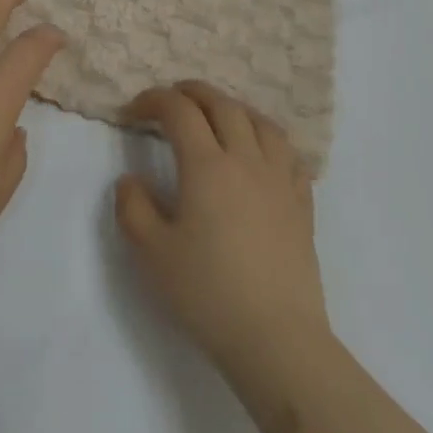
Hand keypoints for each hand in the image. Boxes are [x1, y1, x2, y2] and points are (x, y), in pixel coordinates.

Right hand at [115, 81, 330, 376]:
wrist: (277, 339)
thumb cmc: (208, 293)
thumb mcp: (151, 253)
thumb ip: (132, 207)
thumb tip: (130, 179)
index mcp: (206, 165)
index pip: (179, 111)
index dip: (153, 101)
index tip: (133, 112)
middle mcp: (245, 159)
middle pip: (221, 104)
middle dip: (192, 93)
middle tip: (172, 99)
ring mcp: (279, 179)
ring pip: (260, 121)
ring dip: (233, 108)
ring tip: (217, 116)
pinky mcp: (301, 203)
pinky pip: (288, 153)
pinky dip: (268, 139)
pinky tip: (260, 152)